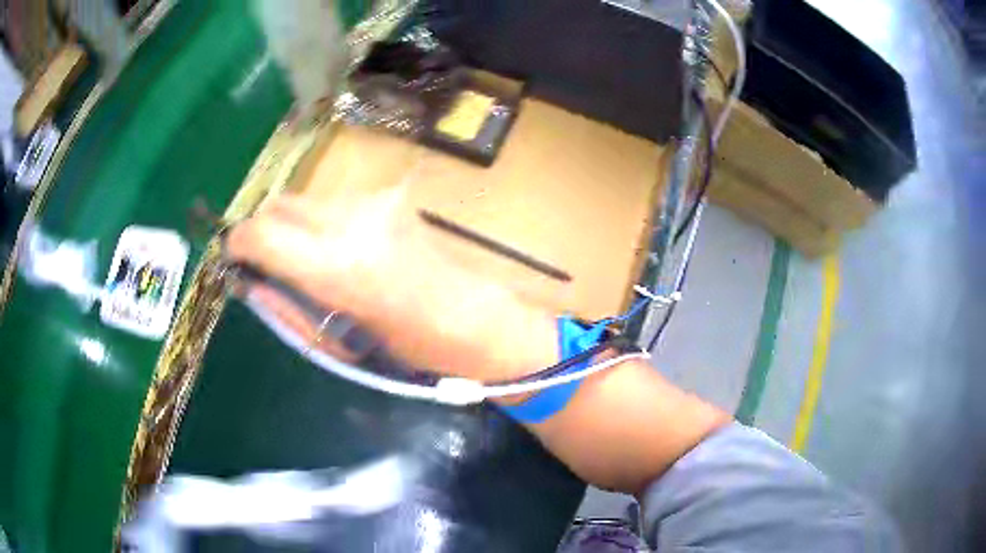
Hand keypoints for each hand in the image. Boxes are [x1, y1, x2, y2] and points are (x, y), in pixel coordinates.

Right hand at [225, 187, 557, 383]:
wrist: (475, 320)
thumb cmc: (410, 350)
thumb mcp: (337, 344)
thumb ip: (286, 308)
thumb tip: (251, 281)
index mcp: (336, 266)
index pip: (261, 232)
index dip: (238, 242)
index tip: (233, 256)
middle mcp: (352, 220)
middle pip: (281, 204)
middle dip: (265, 230)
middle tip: (266, 260)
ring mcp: (375, 201)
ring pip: (307, 200)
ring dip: (294, 225)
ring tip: (307, 258)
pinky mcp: (390, 196)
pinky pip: (335, 202)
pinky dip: (322, 221)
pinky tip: (340, 247)